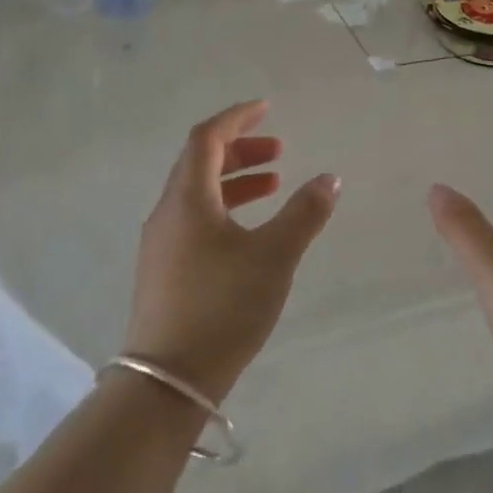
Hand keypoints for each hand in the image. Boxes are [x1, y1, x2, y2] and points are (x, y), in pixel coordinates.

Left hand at [125, 101, 339, 403]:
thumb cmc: (223, 307)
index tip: (267, 109)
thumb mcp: (275, 256)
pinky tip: (251, 231)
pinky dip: (226, 207)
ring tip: (274, 185)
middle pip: (199, 163)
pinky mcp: (165, 271)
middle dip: (240, 149)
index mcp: (188, 200)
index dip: (237, 119)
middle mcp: (168, 214)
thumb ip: (304, 213)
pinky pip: (196, 219)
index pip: (206, 139)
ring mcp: (162, 244)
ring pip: (198, 193)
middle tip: (280, 152)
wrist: (167, 383)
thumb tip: (330, 178)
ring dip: (235, 180)